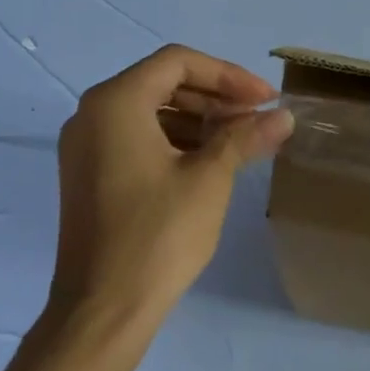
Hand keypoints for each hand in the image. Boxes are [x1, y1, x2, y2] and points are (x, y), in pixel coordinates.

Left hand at [44, 45, 292, 365]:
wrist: (104, 308)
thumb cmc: (158, 234)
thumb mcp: (210, 178)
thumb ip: (245, 137)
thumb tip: (283, 116)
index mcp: (115, 103)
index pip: (178, 62)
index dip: (228, 74)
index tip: (265, 100)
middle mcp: (92, 114)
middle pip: (162, 82)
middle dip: (216, 96)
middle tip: (258, 118)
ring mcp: (86, 147)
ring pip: (151, 111)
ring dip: (199, 118)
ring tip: (241, 141)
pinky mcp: (90, 175)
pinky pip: (137, 138)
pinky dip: (176, 140)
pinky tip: (210, 162)